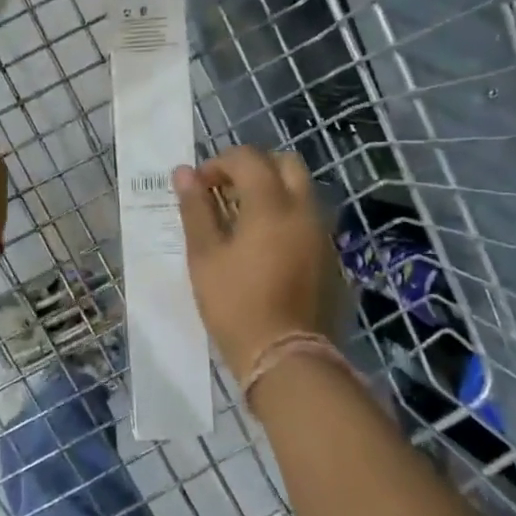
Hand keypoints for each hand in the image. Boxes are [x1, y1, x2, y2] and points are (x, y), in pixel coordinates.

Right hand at [174, 147, 346, 379]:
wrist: (287, 358)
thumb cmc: (236, 305)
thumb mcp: (205, 256)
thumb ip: (195, 209)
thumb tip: (184, 172)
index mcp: (272, 204)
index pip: (248, 158)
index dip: (219, 163)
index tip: (199, 186)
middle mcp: (304, 209)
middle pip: (285, 163)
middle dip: (254, 167)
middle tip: (227, 191)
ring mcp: (323, 233)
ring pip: (302, 191)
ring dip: (273, 190)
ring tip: (243, 219)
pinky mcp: (331, 257)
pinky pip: (309, 219)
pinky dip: (287, 215)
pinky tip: (266, 245)